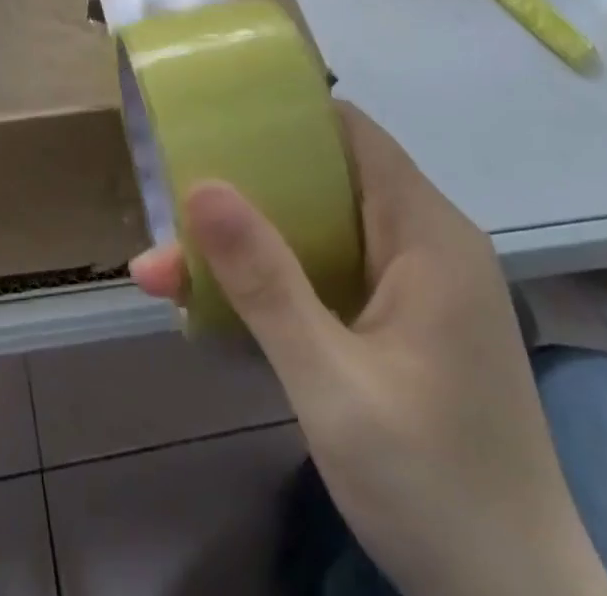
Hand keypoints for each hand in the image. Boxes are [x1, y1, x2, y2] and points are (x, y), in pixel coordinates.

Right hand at [130, 103, 606, 595]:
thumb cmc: (435, 491)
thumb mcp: (333, 386)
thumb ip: (266, 283)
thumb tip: (200, 186)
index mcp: (427, 235)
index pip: (350, 132)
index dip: (284, 113)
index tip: (213, 116)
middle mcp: (425, 243)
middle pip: (324, 179)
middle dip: (244, 188)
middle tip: (171, 200)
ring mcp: (415, 285)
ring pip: (318, 229)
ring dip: (248, 241)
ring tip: (170, 264)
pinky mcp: (402, 321)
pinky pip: (328, 271)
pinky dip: (274, 277)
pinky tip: (218, 304)